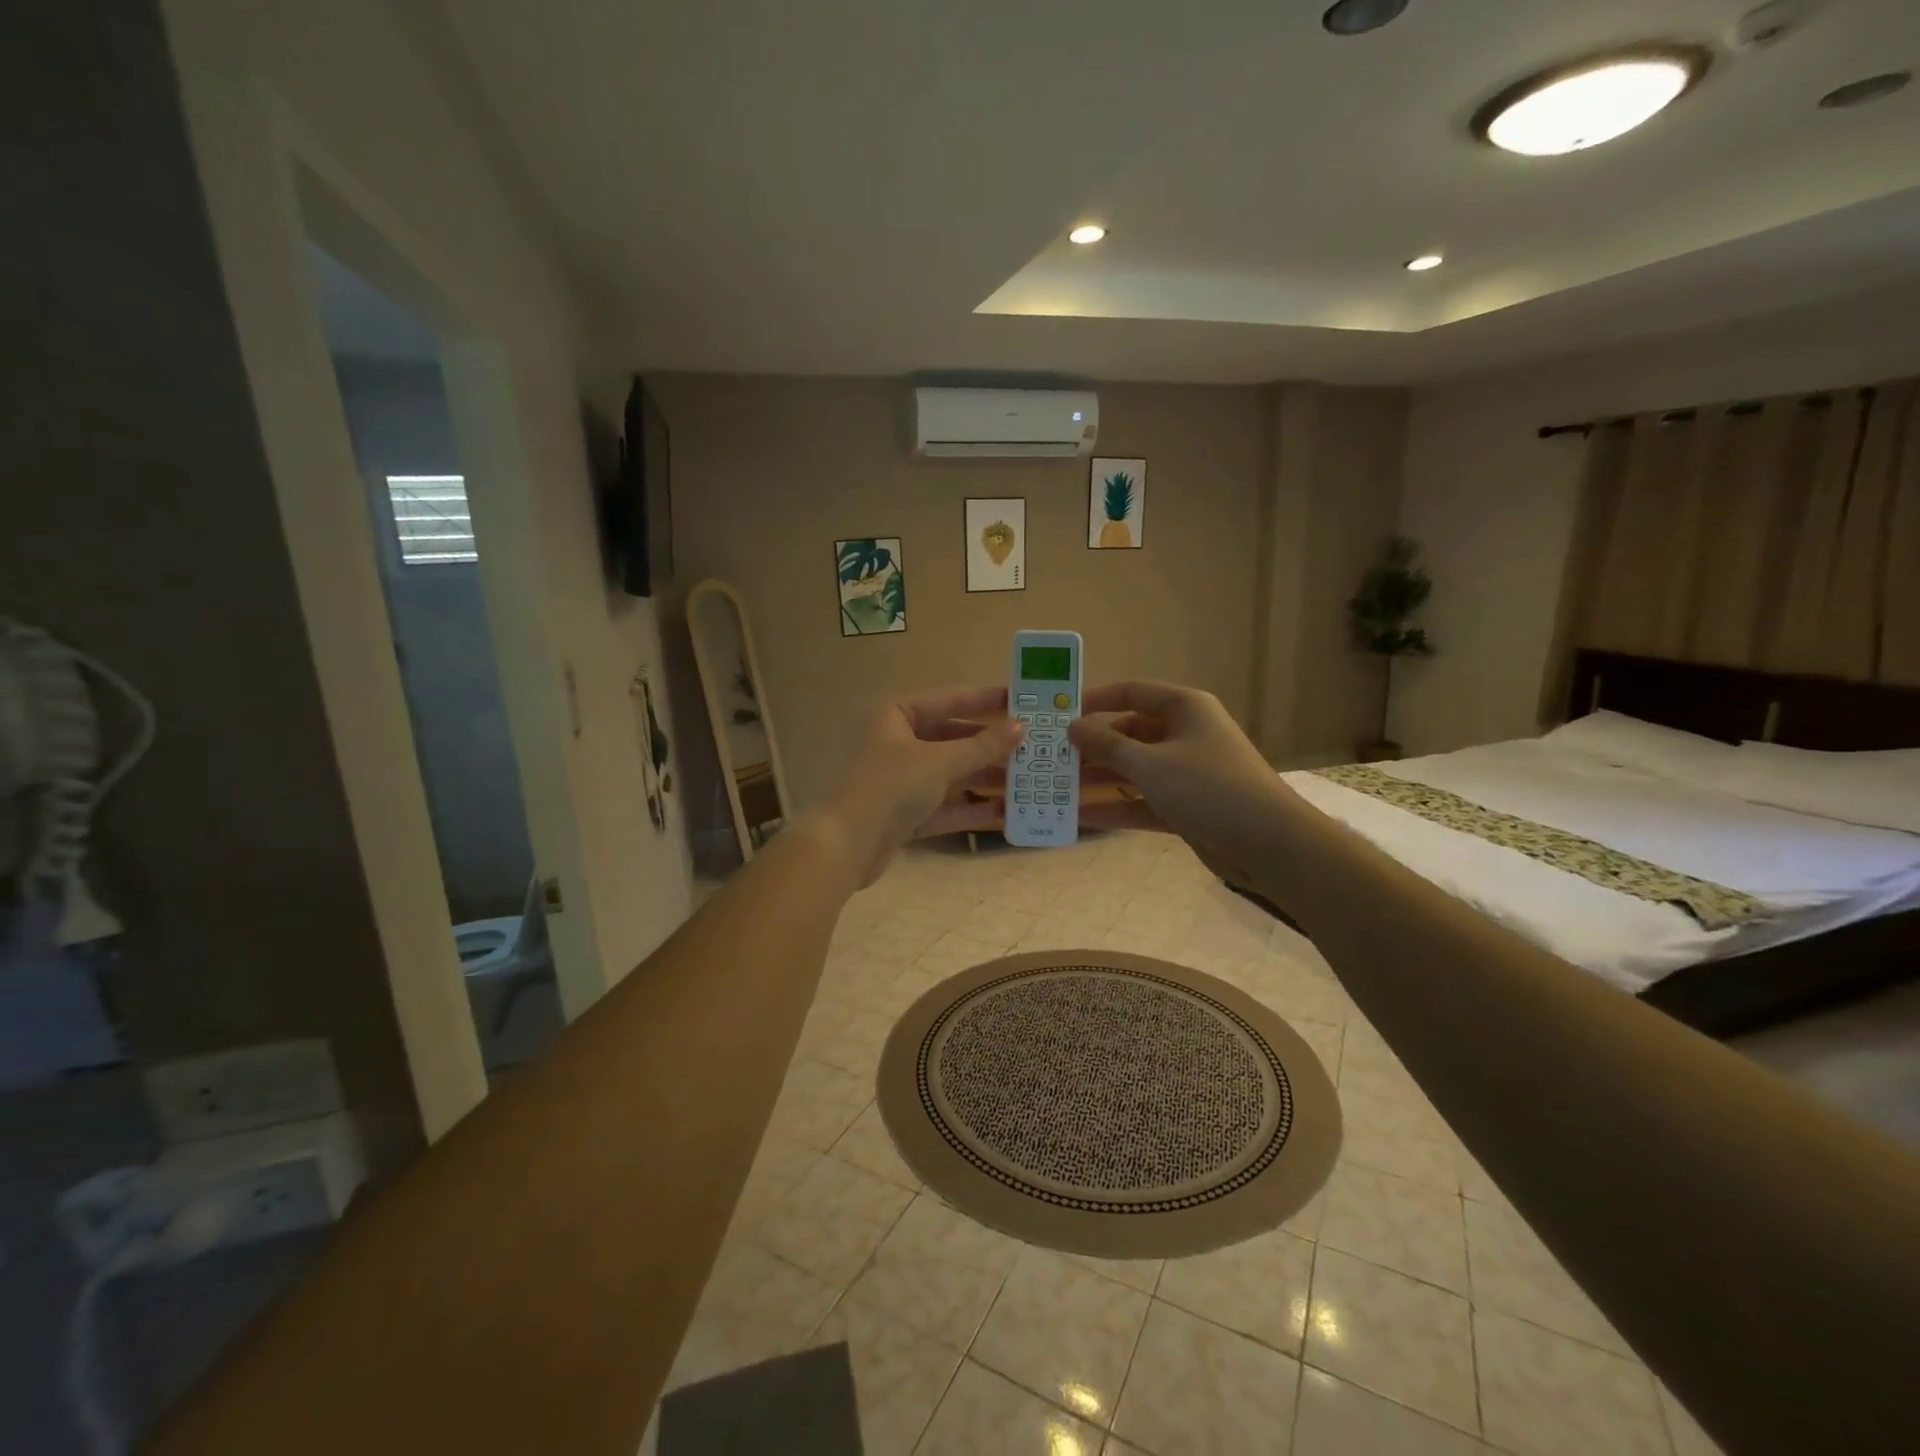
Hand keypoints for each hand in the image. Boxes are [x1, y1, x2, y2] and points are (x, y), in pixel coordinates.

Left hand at [820, 687, 1024, 883]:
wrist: (848, 844)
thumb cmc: (892, 786)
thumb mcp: (940, 761)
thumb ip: (982, 746)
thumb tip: (1020, 727)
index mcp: (898, 715)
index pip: (949, 700)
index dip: (985, 700)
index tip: (1021, 699)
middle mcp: (898, 742)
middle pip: (953, 738)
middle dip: (990, 746)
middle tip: (1030, 746)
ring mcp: (901, 780)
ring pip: (951, 774)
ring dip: (985, 778)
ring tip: (1026, 781)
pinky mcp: (906, 814)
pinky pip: (946, 805)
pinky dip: (971, 808)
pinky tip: (1005, 812)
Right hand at [1068, 681, 1288, 885]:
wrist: (1269, 844)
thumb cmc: (1208, 788)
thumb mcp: (1149, 764)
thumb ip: (1107, 745)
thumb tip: (1073, 726)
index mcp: (1184, 708)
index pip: (1132, 693)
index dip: (1095, 700)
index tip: (1060, 714)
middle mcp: (1185, 734)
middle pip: (1129, 734)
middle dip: (1092, 748)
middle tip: (1052, 758)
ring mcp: (1186, 772)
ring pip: (1134, 770)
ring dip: (1100, 780)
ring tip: (1058, 788)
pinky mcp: (1186, 806)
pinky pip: (1143, 800)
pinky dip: (1117, 807)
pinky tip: (1081, 816)